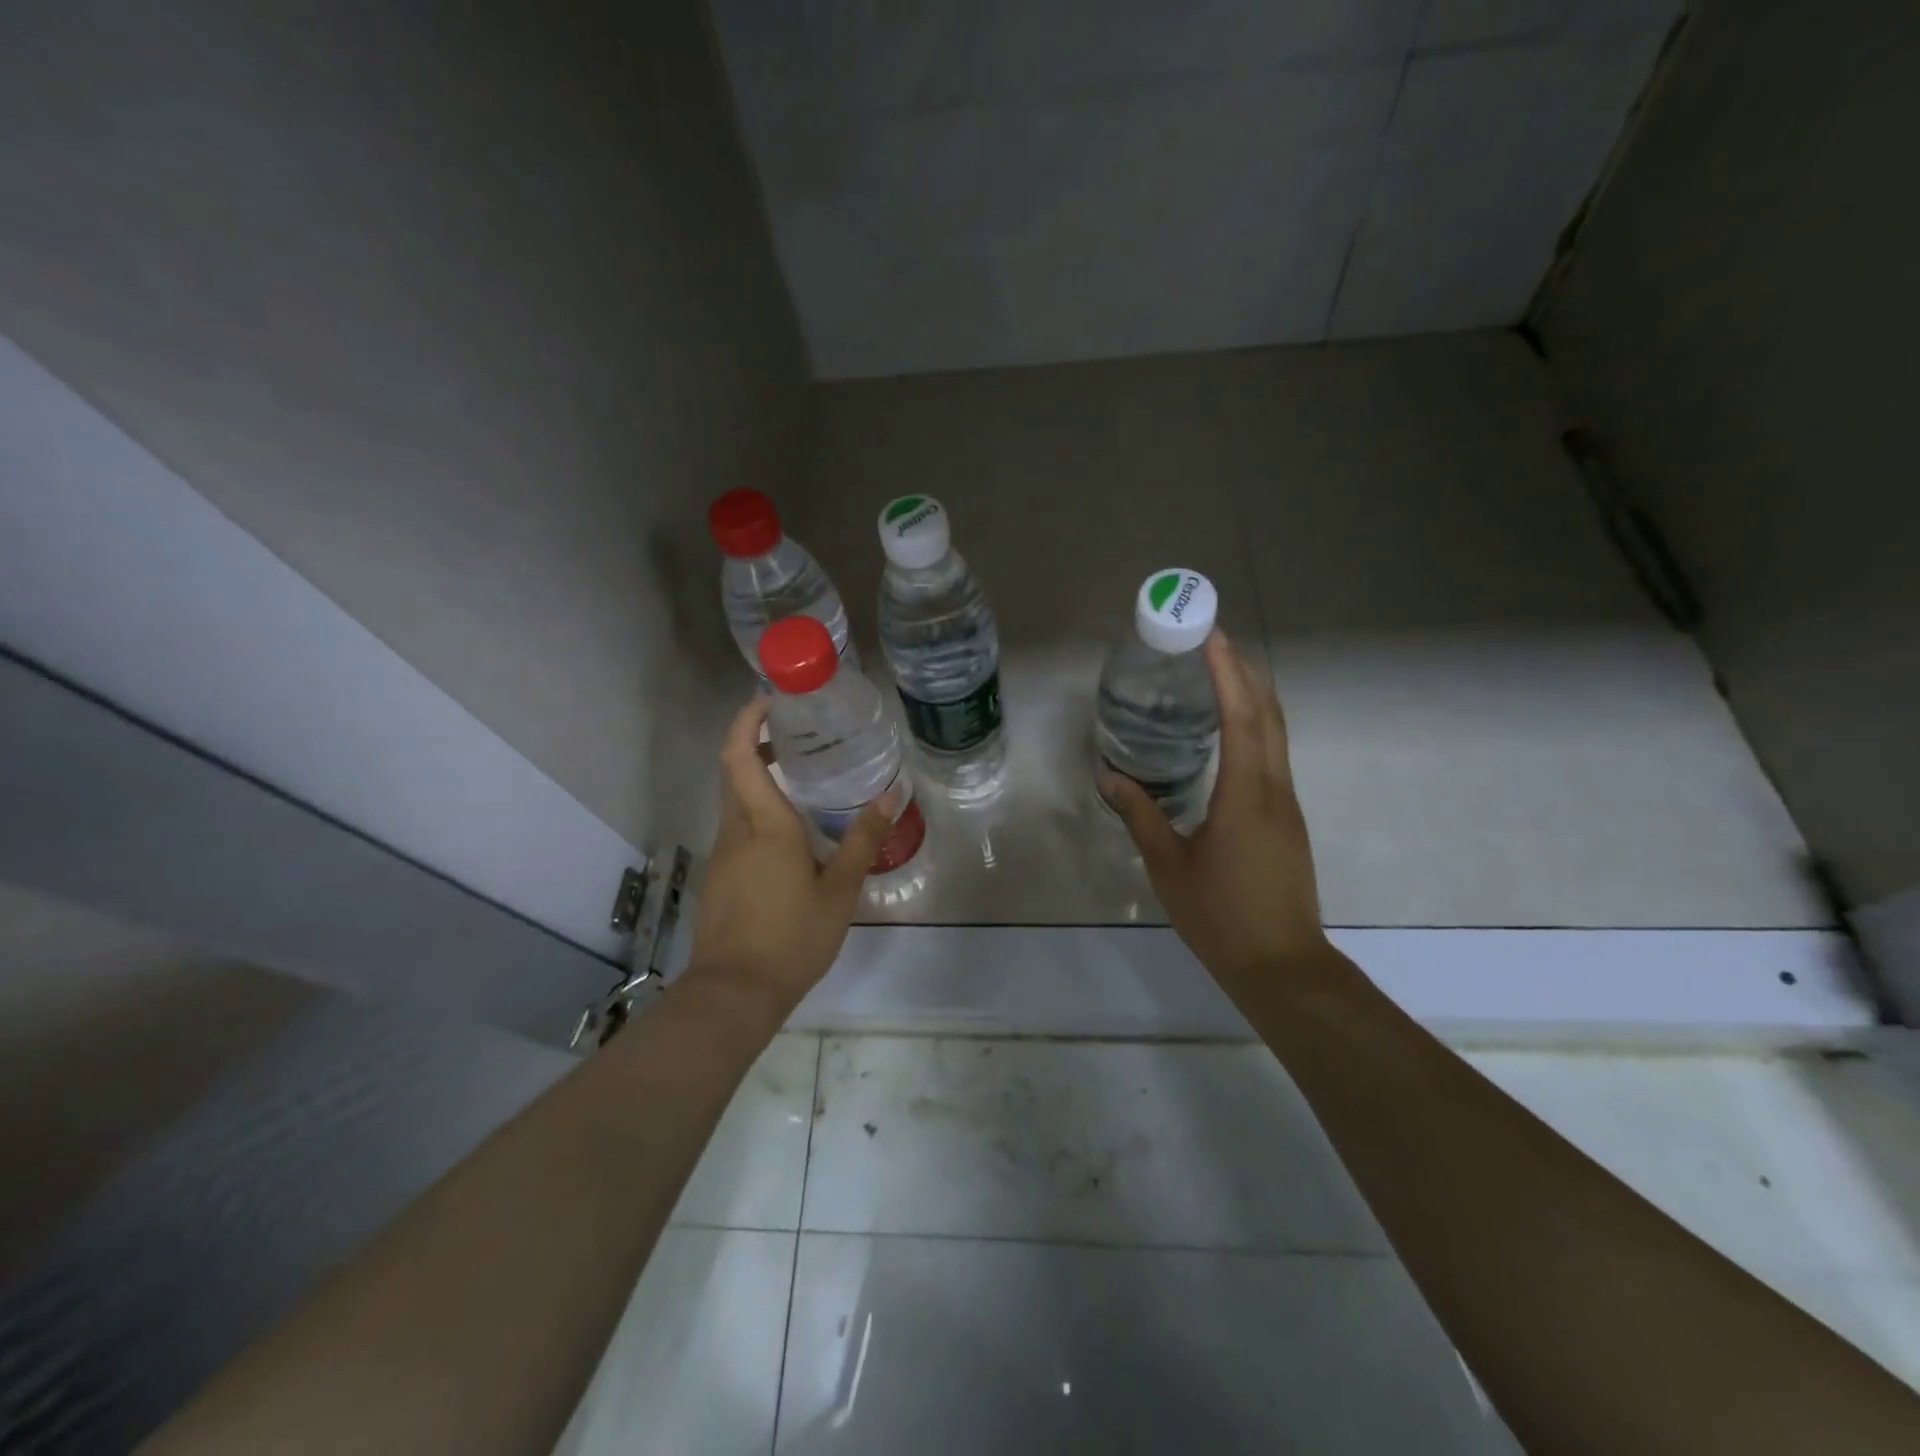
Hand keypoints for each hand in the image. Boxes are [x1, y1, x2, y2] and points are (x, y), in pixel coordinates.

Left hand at [685, 696, 896, 1013]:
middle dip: (756, 743)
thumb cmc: (792, 937)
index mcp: (764, 825)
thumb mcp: (840, 889)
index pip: (739, 755)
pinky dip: (758, 811)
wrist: (735, 993)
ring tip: (802, 778)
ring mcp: (723, 854)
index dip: (747, 720)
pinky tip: (791, 834)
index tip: (769, 699)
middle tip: (796, 735)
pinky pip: (737, 827)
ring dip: (758, 778)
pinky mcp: (721, 876)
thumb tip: (891, 795)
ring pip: (735, 800)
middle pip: (733, 771)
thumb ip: (863, 839)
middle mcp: (736, 831)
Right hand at [1102, 631, 1327, 989]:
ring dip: (1253, 696)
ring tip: (1218, 673)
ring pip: (1276, 734)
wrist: (1281, 965)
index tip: (1211, 637)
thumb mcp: (1168, 865)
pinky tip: (1229, 731)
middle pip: (1270, 715)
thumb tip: (1109, 777)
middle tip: (1214, 641)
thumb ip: (1140, 815)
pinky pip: (1273, 756)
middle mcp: (1275, 789)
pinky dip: (1254, 727)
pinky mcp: (1286, 819)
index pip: (1242, 718)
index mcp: (1247, 795)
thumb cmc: (1220, 915)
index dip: (1229, 673)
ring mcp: (1287, 804)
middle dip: (1246, 671)